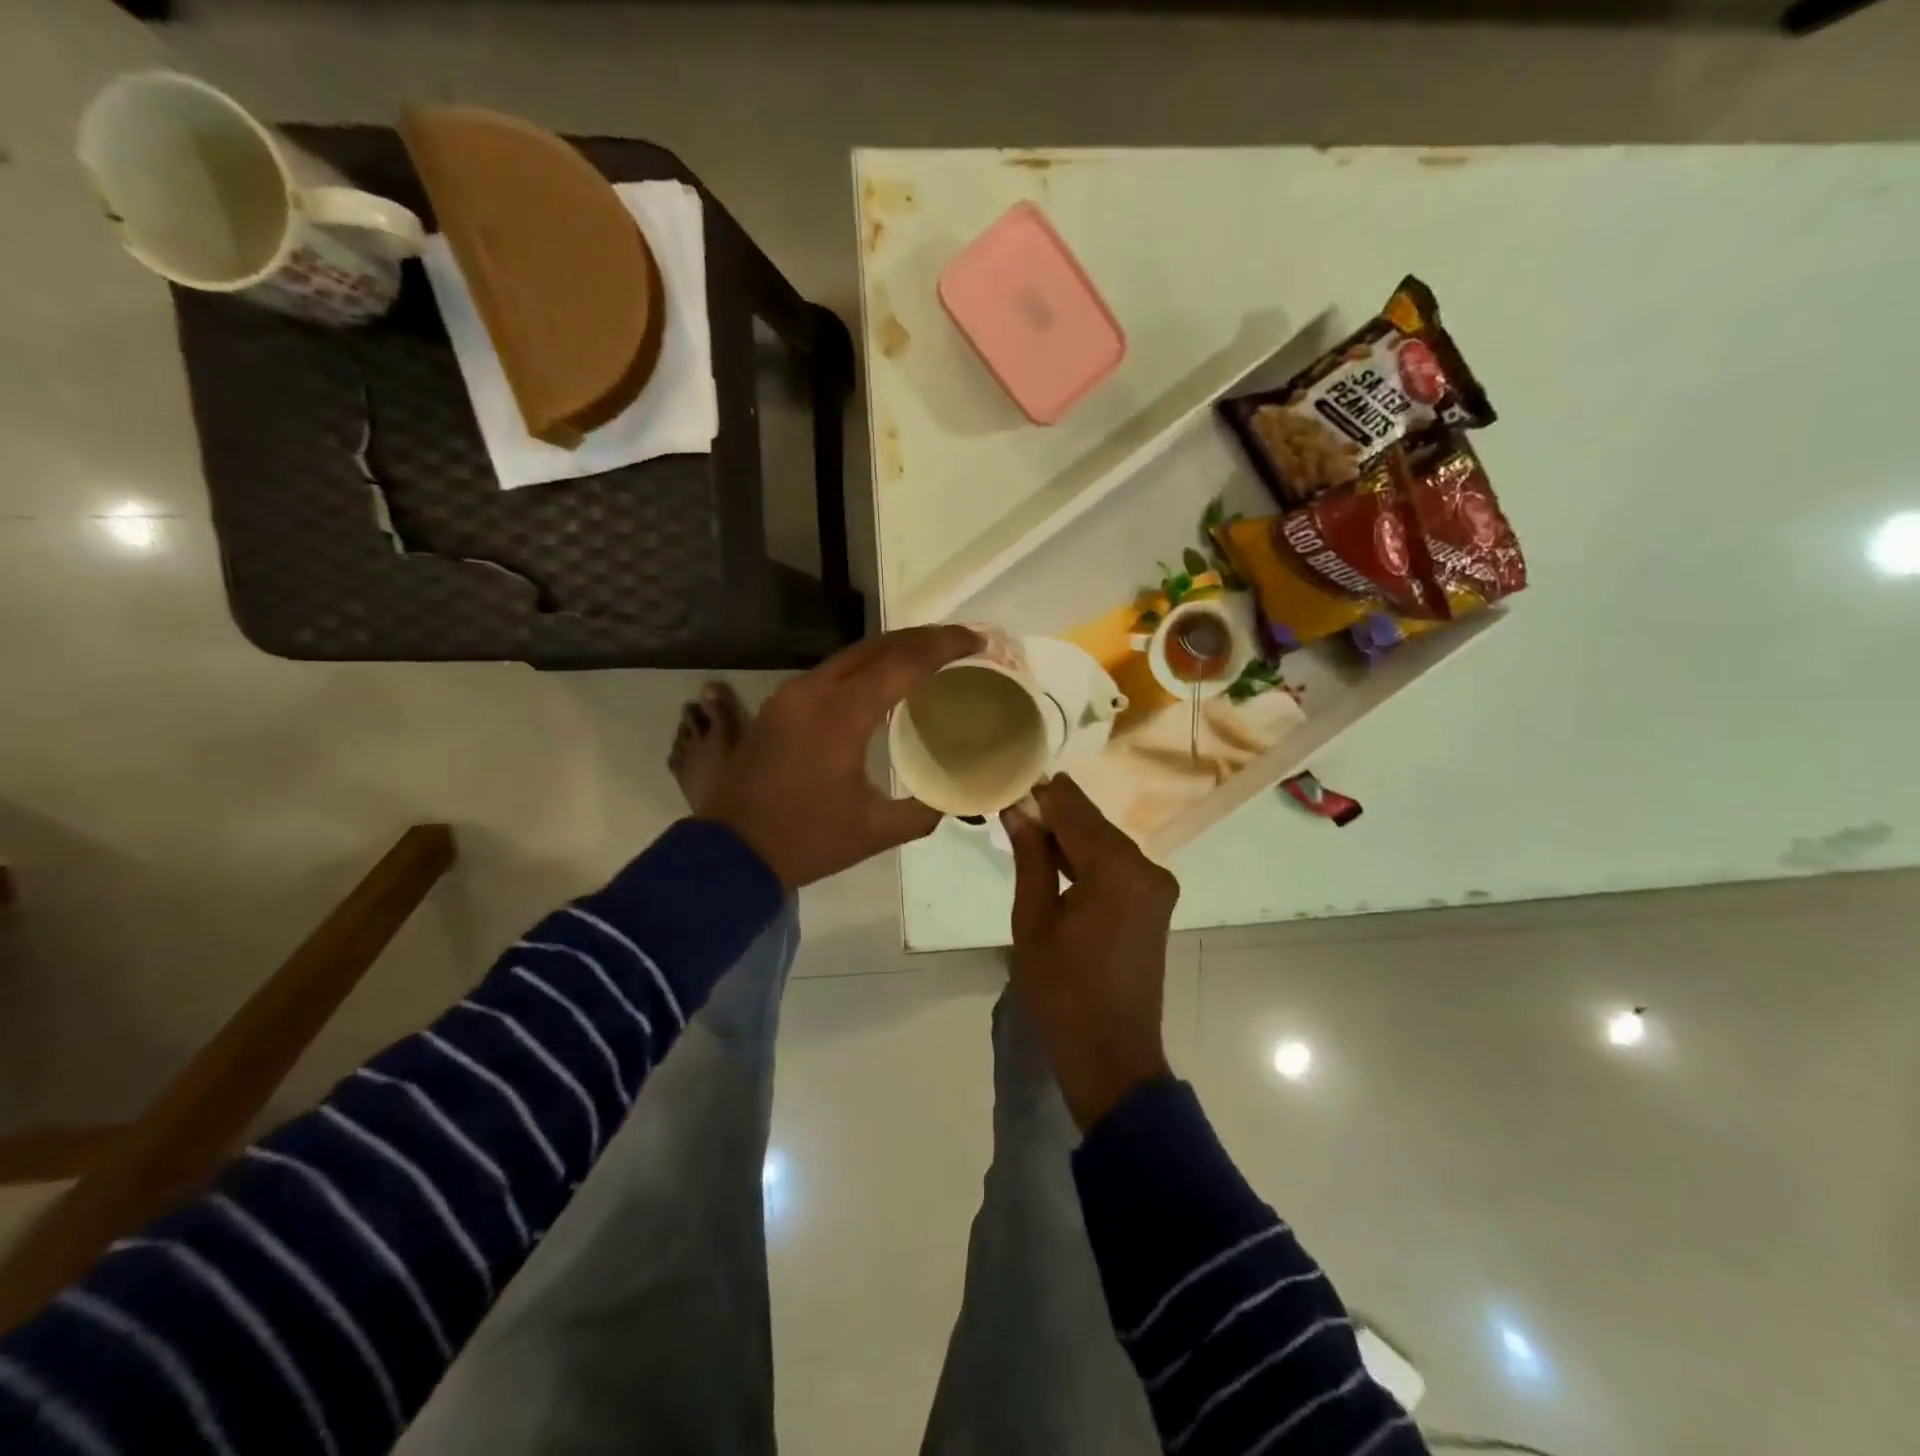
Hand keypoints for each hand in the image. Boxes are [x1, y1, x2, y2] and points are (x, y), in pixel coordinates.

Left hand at [697, 624, 982, 889]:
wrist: (729, 853)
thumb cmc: (806, 840)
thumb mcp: (876, 831)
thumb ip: (925, 809)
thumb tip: (958, 797)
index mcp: (841, 714)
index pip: (903, 663)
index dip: (945, 646)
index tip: (978, 640)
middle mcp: (814, 690)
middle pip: (877, 646)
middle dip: (922, 637)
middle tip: (961, 642)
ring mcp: (791, 694)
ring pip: (852, 655)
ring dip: (893, 650)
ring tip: (930, 657)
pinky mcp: (779, 705)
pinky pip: (832, 673)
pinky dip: (866, 668)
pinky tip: (885, 683)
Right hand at [1002, 774, 1180, 1131]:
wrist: (1111, 1055)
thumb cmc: (1062, 991)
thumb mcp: (1033, 921)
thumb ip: (1030, 858)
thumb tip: (1019, 810)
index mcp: (1118, 869)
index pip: (1075, 812)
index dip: (1043, 794)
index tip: (1012, 780)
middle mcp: (1146, 867)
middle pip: (1094, 824)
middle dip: (1055, 813)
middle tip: (1013, 803)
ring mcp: (1156, 886)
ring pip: (1105, 843)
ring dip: (1069, 835)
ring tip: (1025, 826)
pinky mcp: (1153, 902)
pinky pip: (1115, 865)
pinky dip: (1086, 858)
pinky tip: (1055, 857)